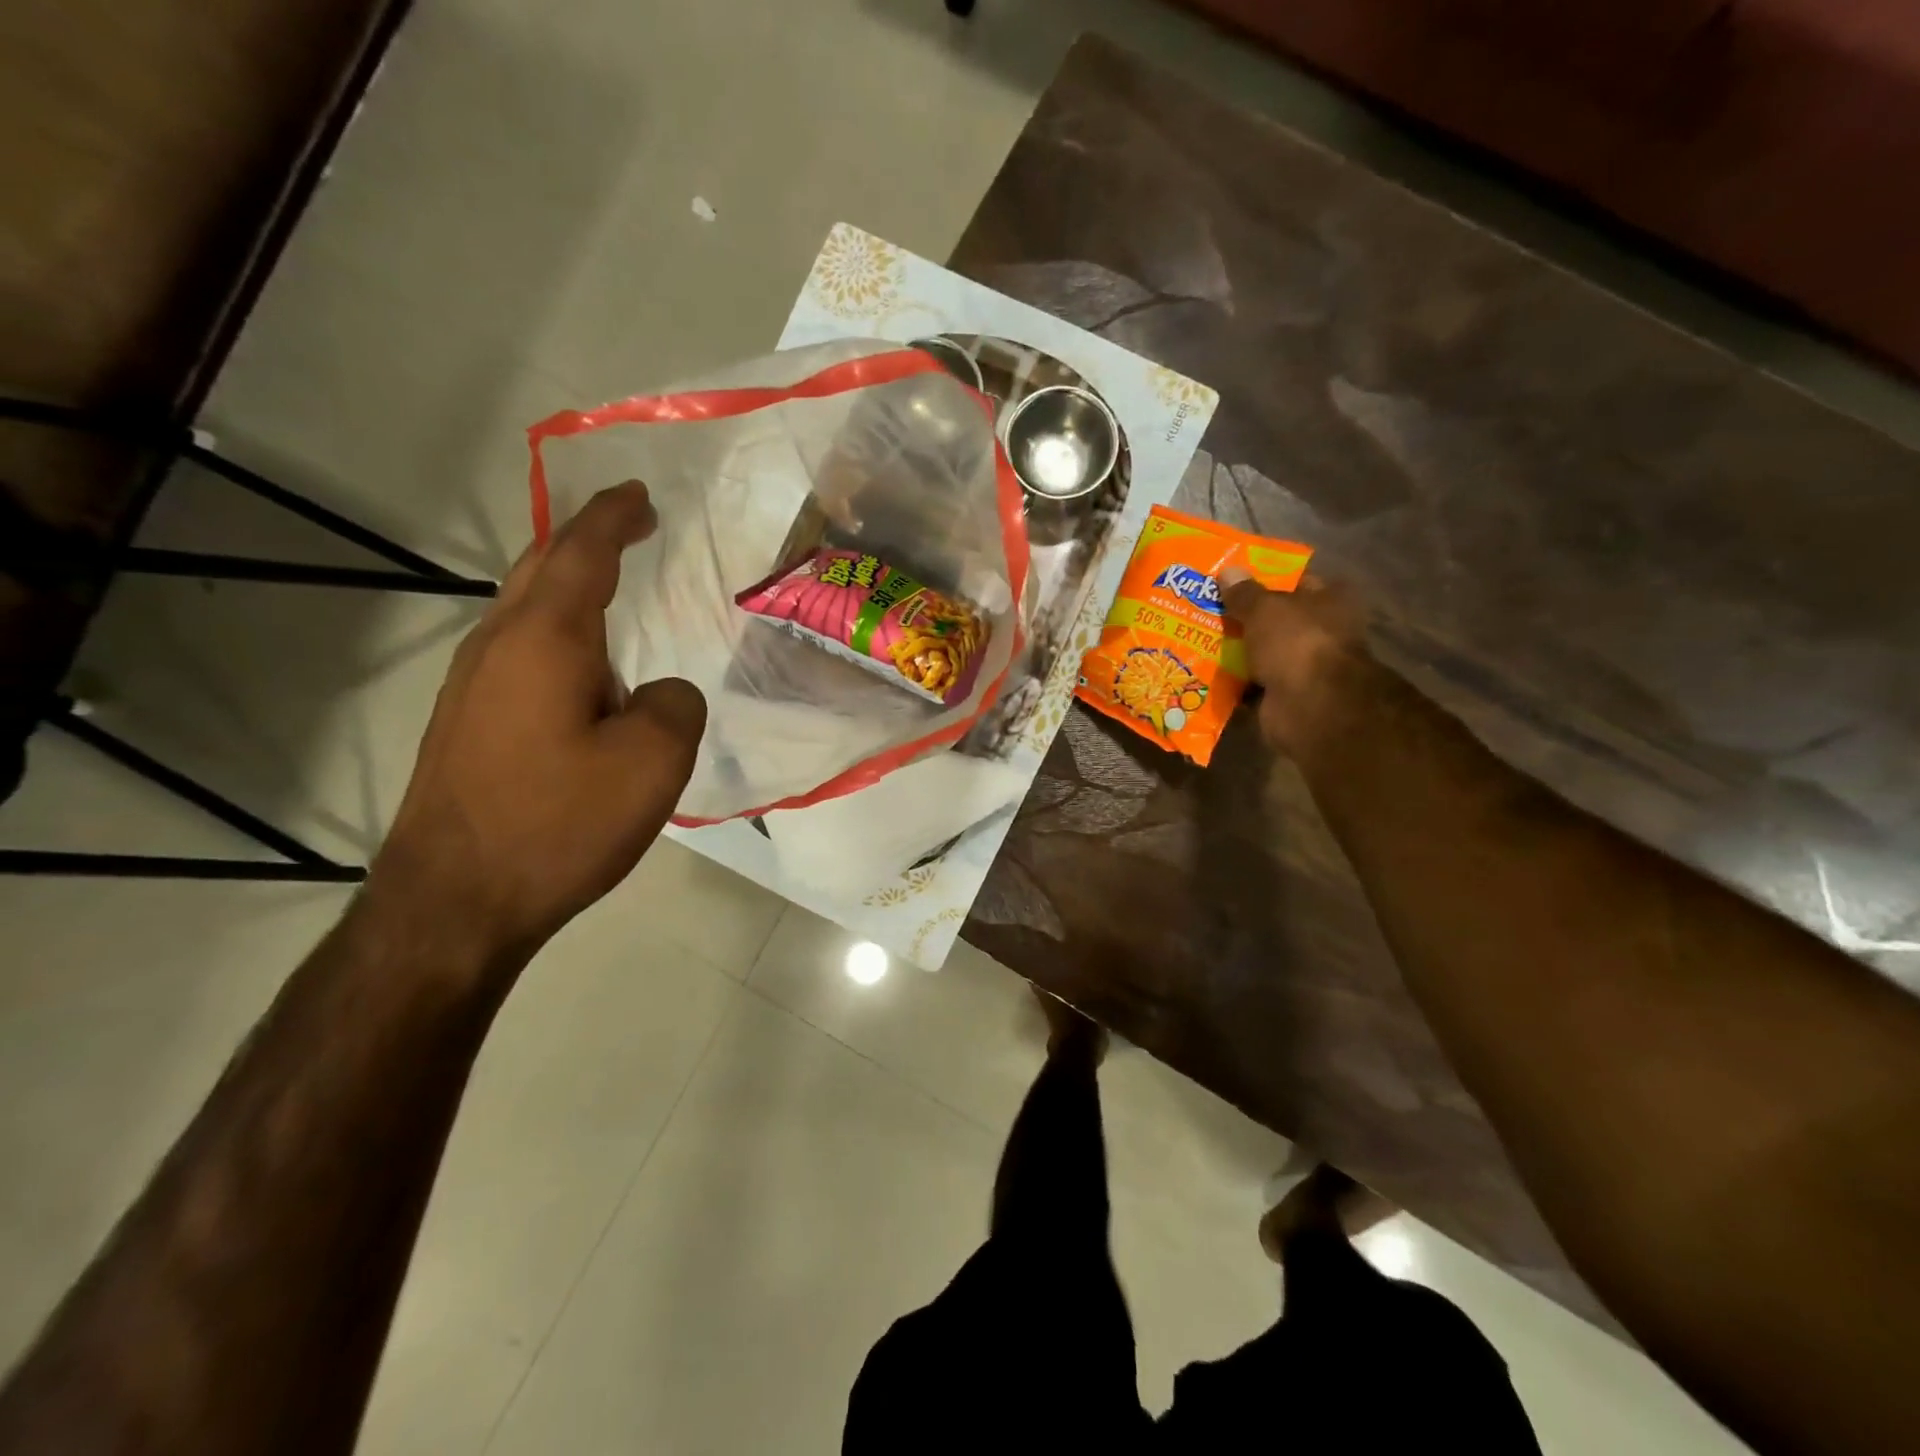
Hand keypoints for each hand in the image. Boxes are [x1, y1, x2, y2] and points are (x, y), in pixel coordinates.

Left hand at [372, 482, 706, 962]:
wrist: (455, 902)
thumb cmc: (559, 822)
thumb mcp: (653, 762)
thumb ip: (675, 705)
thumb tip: (658, 693)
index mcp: (544, 640)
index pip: (582, 553)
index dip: (614, 517)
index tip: (641, 495)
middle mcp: (498, 648)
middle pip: (539, 567)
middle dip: (585, 538)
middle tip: (629, 526)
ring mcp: (473, 686)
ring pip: (524, 610)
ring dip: (567, 585)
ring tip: (612, 590)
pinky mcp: (467, 724)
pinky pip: (520, 652)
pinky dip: (556, 632)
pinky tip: (583, 667)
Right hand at [1220, 570, 1369, 756]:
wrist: (1309, 707)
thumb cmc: (1296, 643)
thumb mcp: (1265, 608)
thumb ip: (1244, 593)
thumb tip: (1228, 571)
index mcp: (1328, 602)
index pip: (1294, 582)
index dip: (1263, 578)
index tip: (1228, 578)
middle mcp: (1320, 632)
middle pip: (1273, 620)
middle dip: (1241, 617)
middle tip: (1202, 607)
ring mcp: (1302, 666)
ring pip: (1260, 652)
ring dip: (1234, 651)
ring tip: (1194, 638)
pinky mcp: (1284, 695)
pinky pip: (1251, 683)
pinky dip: (1232, 682)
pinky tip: (1202, 672)